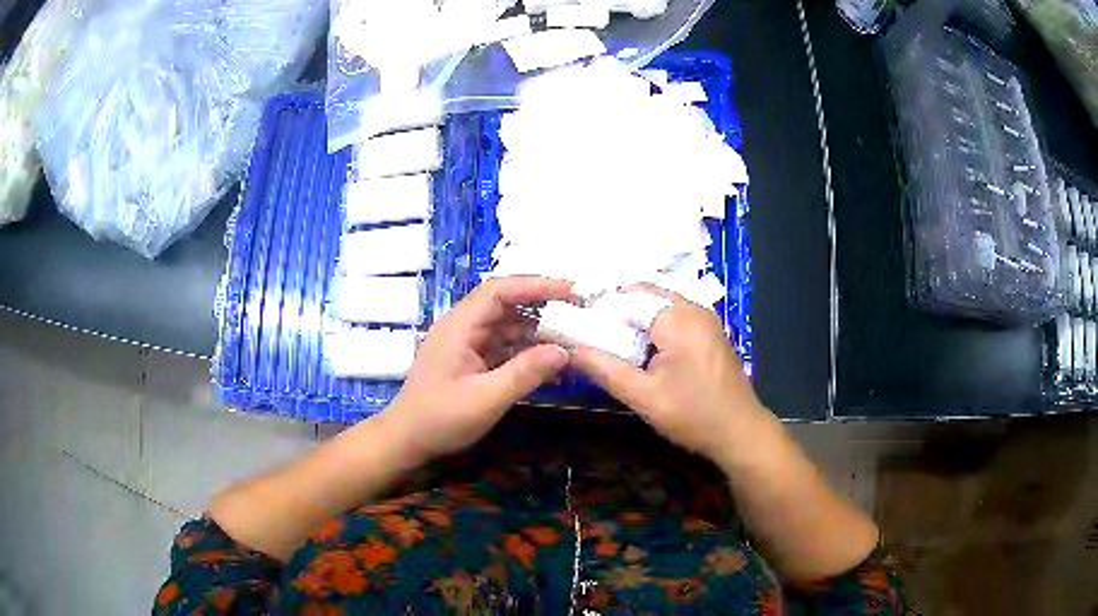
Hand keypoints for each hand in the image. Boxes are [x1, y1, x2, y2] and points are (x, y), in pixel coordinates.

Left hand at [388, 276, 573, 461]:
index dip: (537, 286)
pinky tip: (551, 368)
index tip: (572, 292)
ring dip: (539, 336)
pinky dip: (527, 355)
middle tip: (580, 319)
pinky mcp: (472, 362)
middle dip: (544, 311)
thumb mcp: (486, 399)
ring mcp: (467, 344)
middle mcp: (464, 327)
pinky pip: (504, 349)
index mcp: (460, 325)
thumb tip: (564, 351)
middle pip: (507, 306)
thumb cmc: (440, 419)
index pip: (500, 290)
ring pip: (509, 328)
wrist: (406, 441)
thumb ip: (525, 373)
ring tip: (573, 346)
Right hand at [570, 287, 767, 464]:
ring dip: (634, 319)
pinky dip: (652, 325)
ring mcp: (706, 319)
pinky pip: (674, 316)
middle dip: (616, 311)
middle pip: (644, 296)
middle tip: (589, 332)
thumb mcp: (643, 396)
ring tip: (608, 340)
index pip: (627, 296)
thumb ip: (604, 369)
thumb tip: (569, 351)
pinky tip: (640, 349)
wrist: (740, 432)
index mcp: (677, 317)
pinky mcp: (710, 332)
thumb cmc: (692, 414)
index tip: (574, 324)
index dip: (599, 307)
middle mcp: (694, 308)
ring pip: (659, 305)